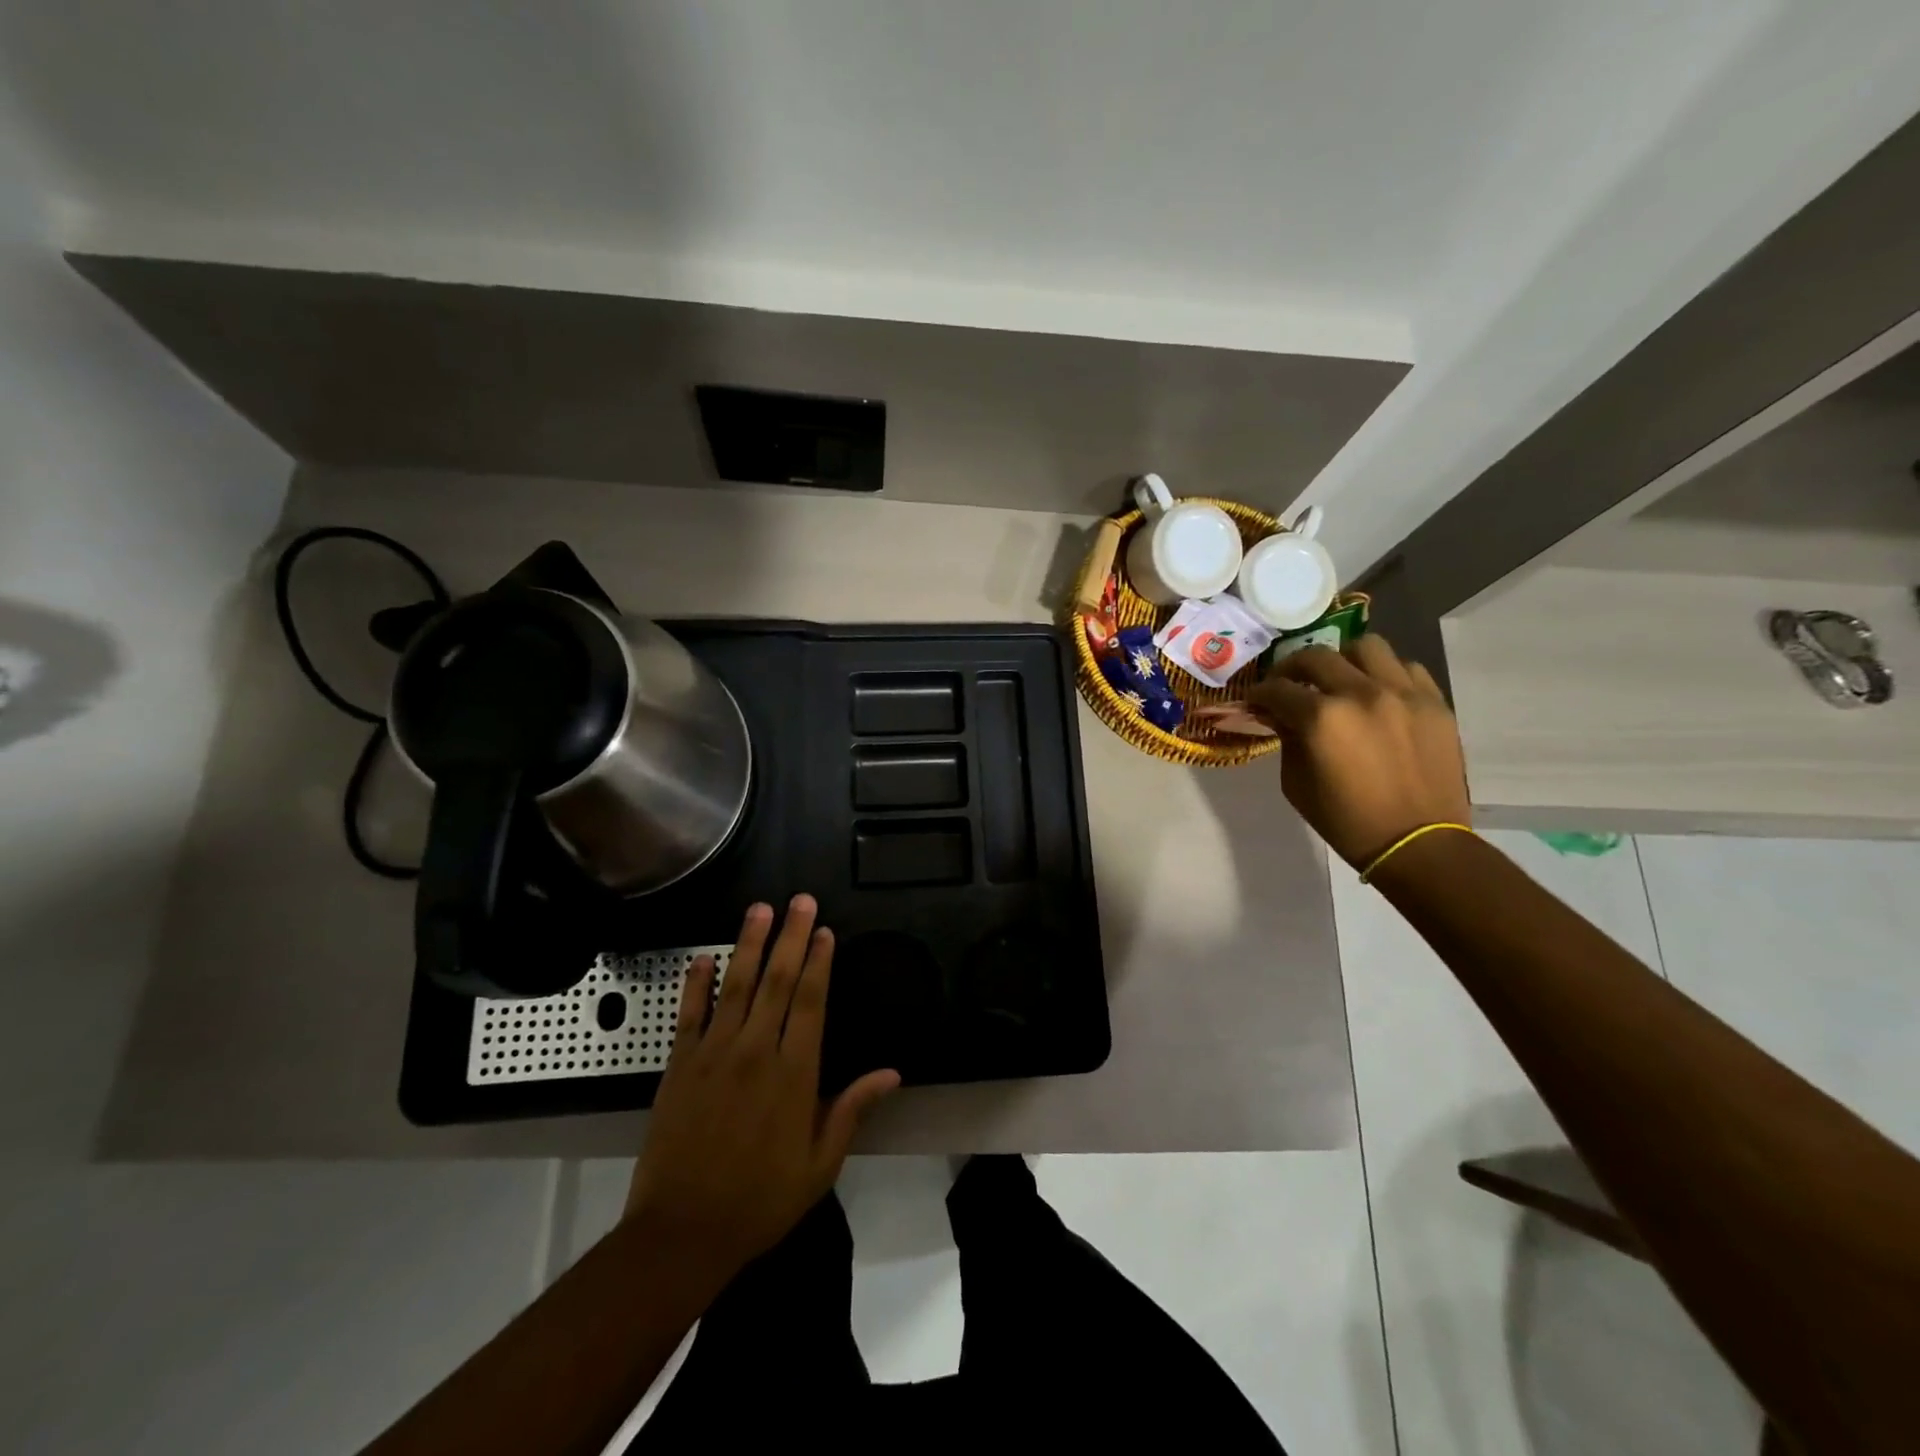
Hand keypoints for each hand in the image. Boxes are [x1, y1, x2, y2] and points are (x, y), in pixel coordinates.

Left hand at [623, 896, 899, 1277]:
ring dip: (748, 944)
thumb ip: (851, 1110)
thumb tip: (891, 1072)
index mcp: (794, 1074)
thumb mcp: (819, 1164)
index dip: (818, 962)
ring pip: (736, 986)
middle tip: (799, 900)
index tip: (824, 931)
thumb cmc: (760, 1200)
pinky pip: (689, 1014)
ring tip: (759, 909)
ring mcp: (714, 1054)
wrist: (682, 1233)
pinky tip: (703, 957)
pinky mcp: (679, 1065)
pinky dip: (696, 983)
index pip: (810, 1002)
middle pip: (777, 981)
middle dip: (790, 937)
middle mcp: (756, 1051)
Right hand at [1196, 636, 1469, 867]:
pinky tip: (1377, 694)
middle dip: (1292, 667)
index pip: (1278, 689)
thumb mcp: (1295, 784)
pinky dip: (1385, 674)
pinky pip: (1406, 667)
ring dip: (1344, 659)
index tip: (1255, 700)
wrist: (1417, 842)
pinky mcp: (1434, 701)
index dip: (1259, 693)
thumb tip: (1283, 716)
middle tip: (1288, 683)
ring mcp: (1403, 693)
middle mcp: (1361, 693)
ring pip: (1366, 647)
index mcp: (1321, 718)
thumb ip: (1288, 740)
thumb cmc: (1346, 820)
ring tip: (1339, 679)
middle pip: (1316, 656)